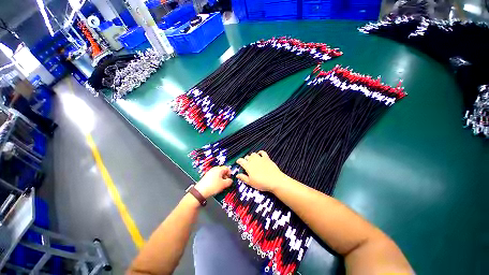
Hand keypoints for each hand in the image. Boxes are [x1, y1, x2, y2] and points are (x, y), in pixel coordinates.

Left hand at [194, 166, 232, 198]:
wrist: (200, 192)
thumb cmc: (213, 186)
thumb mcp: (224, 184)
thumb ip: (229, 181)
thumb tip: (231, 180)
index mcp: (219, 169)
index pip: (227, 168)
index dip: (230, 173)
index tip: (231, 179)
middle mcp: (214, 169)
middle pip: (223, 171)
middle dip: (226, 176)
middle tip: (226, 183)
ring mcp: (210, 172)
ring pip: (219, 174)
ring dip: (222, 179)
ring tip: (221, 185)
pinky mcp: (207, 176)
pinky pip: (214, 176)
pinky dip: (217, 180)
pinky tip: (216, 185)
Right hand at [236, 151, 286, 192]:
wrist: (275, 180)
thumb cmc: (262, 183)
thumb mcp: (251, 183)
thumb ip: (243, 178)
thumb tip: (237, 175)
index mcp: (248, 166)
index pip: (241, 161)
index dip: (239, 161)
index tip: (238, 162)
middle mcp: (253, 160)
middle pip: (247, 157)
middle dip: (245, 159)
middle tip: (246, 164)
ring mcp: (260, 158)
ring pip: (253, 154)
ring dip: (252, 156)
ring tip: (252, 160)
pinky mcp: (267, 158)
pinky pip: (262, 152)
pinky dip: (260, 153)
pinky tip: (259, 154)